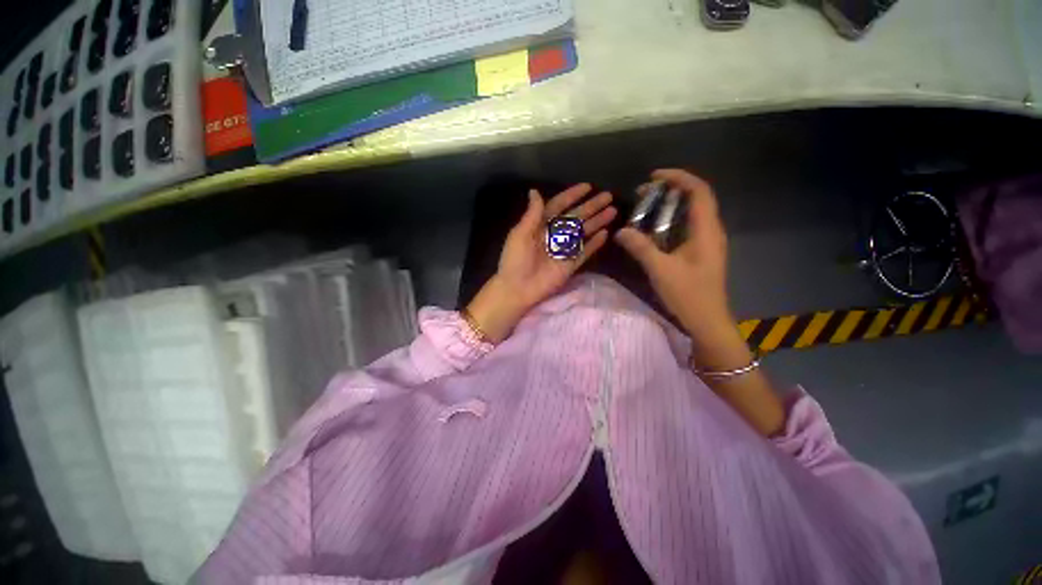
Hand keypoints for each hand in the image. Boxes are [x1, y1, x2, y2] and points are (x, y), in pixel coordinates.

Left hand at [467, 184, 616, 341]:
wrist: (518, 288)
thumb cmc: (515, 260)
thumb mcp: (520, 234)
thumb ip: (532, 214)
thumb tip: (535, 191)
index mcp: (540, 226)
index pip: (558, 206)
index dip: (572, 196)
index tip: (587, 187)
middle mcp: (554, 235)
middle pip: (575, 217)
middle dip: (591, 207)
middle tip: (608, 196)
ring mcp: (564, 250)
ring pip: (583, 233)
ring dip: (597, 222)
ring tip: (613, 211)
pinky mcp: (570, 265)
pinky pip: (584, 252)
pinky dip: (594, 244)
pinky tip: (605, 234)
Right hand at [614, 170, 740, 358]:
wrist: (707, 321)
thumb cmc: (688, 294)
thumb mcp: (660, 269)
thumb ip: (640, 247)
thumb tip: (621, 231)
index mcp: (706, 230)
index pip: (699, 191)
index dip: (679, 177)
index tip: (654, 176)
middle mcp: (711, 231)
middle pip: (695, 198)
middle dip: (670, 190)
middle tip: (644, 193)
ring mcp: (707, 242)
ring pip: (691, 213)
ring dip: (670, 206)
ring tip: (645, 208)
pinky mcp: (701, 252)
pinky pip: (687, 228)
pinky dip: (670, 221)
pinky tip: (653, 230)